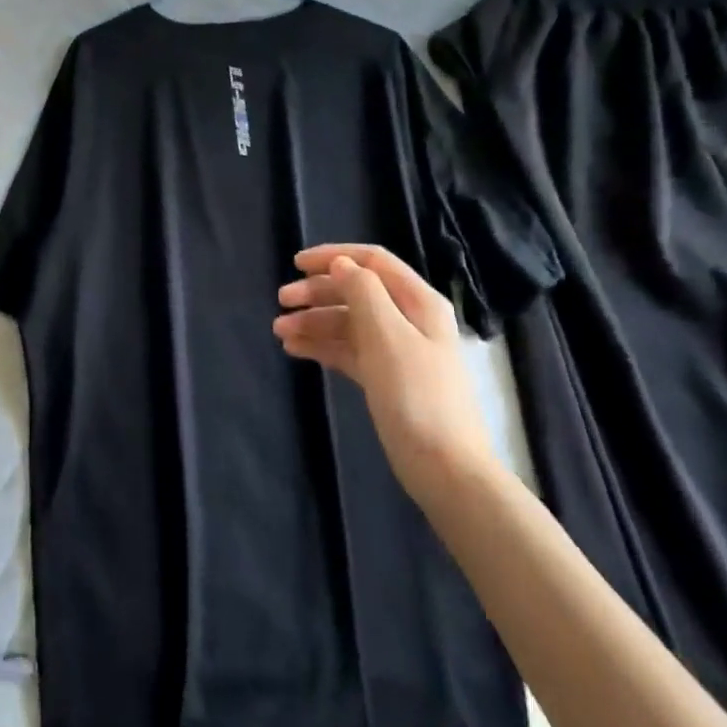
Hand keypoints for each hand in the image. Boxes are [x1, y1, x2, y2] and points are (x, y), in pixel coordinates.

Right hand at [275, 244, 497, 502]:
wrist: (445, 469)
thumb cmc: (416, 395)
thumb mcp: (387, 336)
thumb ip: (362, 292)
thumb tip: (341, 264)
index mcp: (418, 301)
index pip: (372, 261)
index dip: (333, 257)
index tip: (295, 264)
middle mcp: (408, 319)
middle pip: (356, 291)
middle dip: (316, 292)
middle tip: (281, 301)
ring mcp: (397, 350)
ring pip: (348, 322)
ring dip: (313, 321)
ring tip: (280, 333)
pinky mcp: (385, 378)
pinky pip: (348, 350)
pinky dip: (322, 346)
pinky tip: (296, 350)